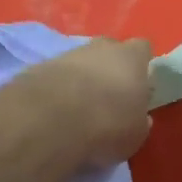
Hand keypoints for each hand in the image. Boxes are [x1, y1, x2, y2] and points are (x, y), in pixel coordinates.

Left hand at [20, 37, 153, 169]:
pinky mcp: (39, 67)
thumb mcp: (135, 134)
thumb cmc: (107, 125)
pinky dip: (58, 89)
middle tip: (109, 98)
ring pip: (81, 62)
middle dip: (110, 70)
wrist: (49, 121)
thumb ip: (139, 121)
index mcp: (131, 58)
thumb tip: (139, 118)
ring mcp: (68, 54)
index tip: (138, 87)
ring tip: (78, 110)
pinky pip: (56, 76)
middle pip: (109, 51)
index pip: (143, 49)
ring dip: (81, 80)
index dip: (141, 66)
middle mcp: (101, 48)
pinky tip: (55, 112)